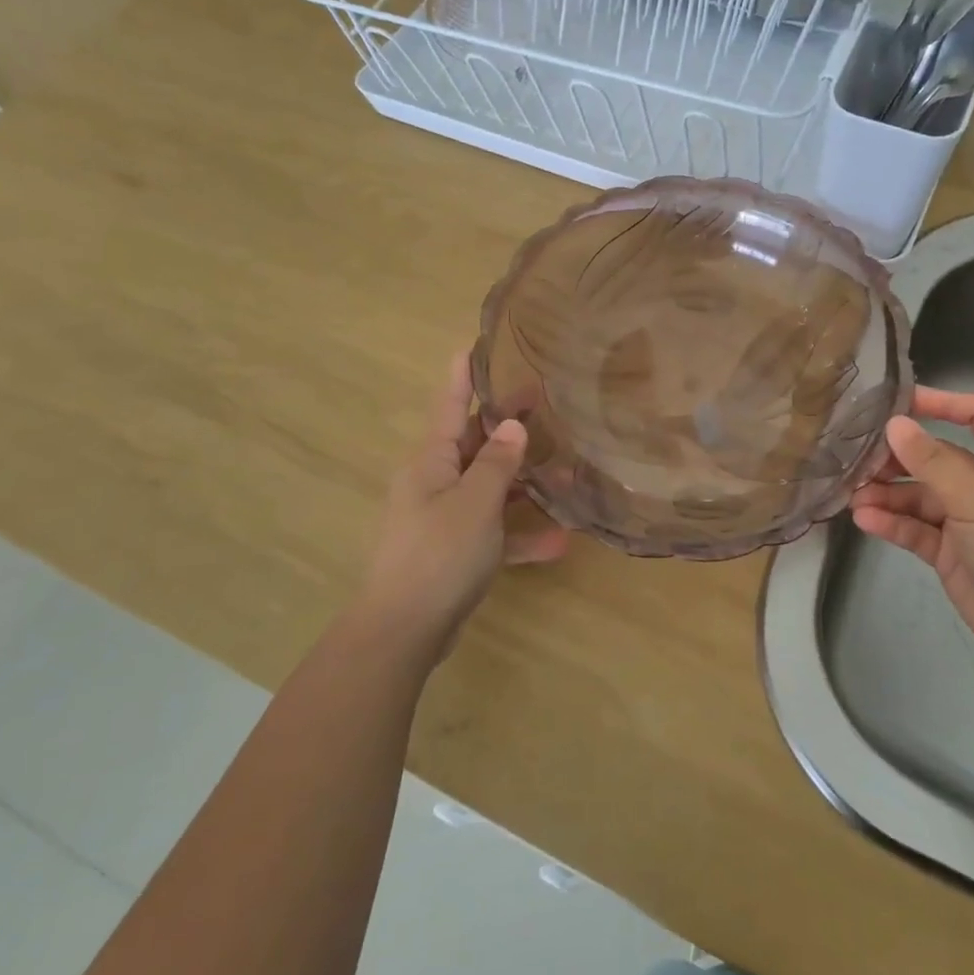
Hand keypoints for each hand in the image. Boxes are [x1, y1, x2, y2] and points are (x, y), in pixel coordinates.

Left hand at [355, 355, 569, 662]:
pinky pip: (493, 531)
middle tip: (547, 405)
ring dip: (524, 484)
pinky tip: (560, 542)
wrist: (404, 630)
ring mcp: (444, 518)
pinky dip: (520, 534)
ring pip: (489, 488)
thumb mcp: (475, 503)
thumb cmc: (439, 554)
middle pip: (475, 444)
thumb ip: (497, 462)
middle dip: (510, 427)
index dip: (463, 375)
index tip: (475, 344)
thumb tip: (513, 426)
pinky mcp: (454, 551)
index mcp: (431, 461)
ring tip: (570, 473)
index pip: (449, 404)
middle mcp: (434, 482)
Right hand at [850, 387, 973, 664]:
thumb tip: (894, 423)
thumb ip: (930, 461)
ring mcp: (967, 520)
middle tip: (860, 458)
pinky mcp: (950, 553)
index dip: (945, 404)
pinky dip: (891, 522)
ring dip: (887, 493)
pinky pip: (915, 529)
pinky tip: (864, 518)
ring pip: (920, 496)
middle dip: (900, 457)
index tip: (901, 403)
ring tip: (852, 493)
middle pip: (937, 458)